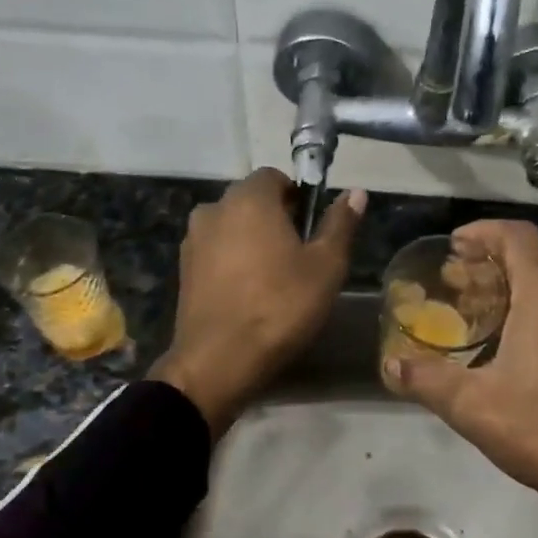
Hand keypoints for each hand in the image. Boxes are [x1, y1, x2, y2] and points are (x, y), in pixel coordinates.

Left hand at [150, 169, 364, 434]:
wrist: (219, 360)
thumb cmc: (281, 307)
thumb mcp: (326, 267)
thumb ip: (340, 225)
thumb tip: (355, 193)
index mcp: (249, 199)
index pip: (275, 176)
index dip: (297, 197)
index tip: (311, 229)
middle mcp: (214, 209)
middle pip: (251, 201)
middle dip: (274, 218)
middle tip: (298, 256)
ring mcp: (193, 240)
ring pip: (231, 227)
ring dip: (251, 241)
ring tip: (272, 278)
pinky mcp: (182, 270)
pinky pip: (215, 252)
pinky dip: (231, 262)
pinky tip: (248, 293)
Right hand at [382, 220, 537, 537]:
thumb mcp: (475, 407)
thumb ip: (427, 380)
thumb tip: (391, 366)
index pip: (516, 236)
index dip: (483, 231)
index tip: (456, 246)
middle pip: (534, 260)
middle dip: (494, 267)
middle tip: (460, 288)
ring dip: (521, 291)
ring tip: (489, 318)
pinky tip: (529, 348)